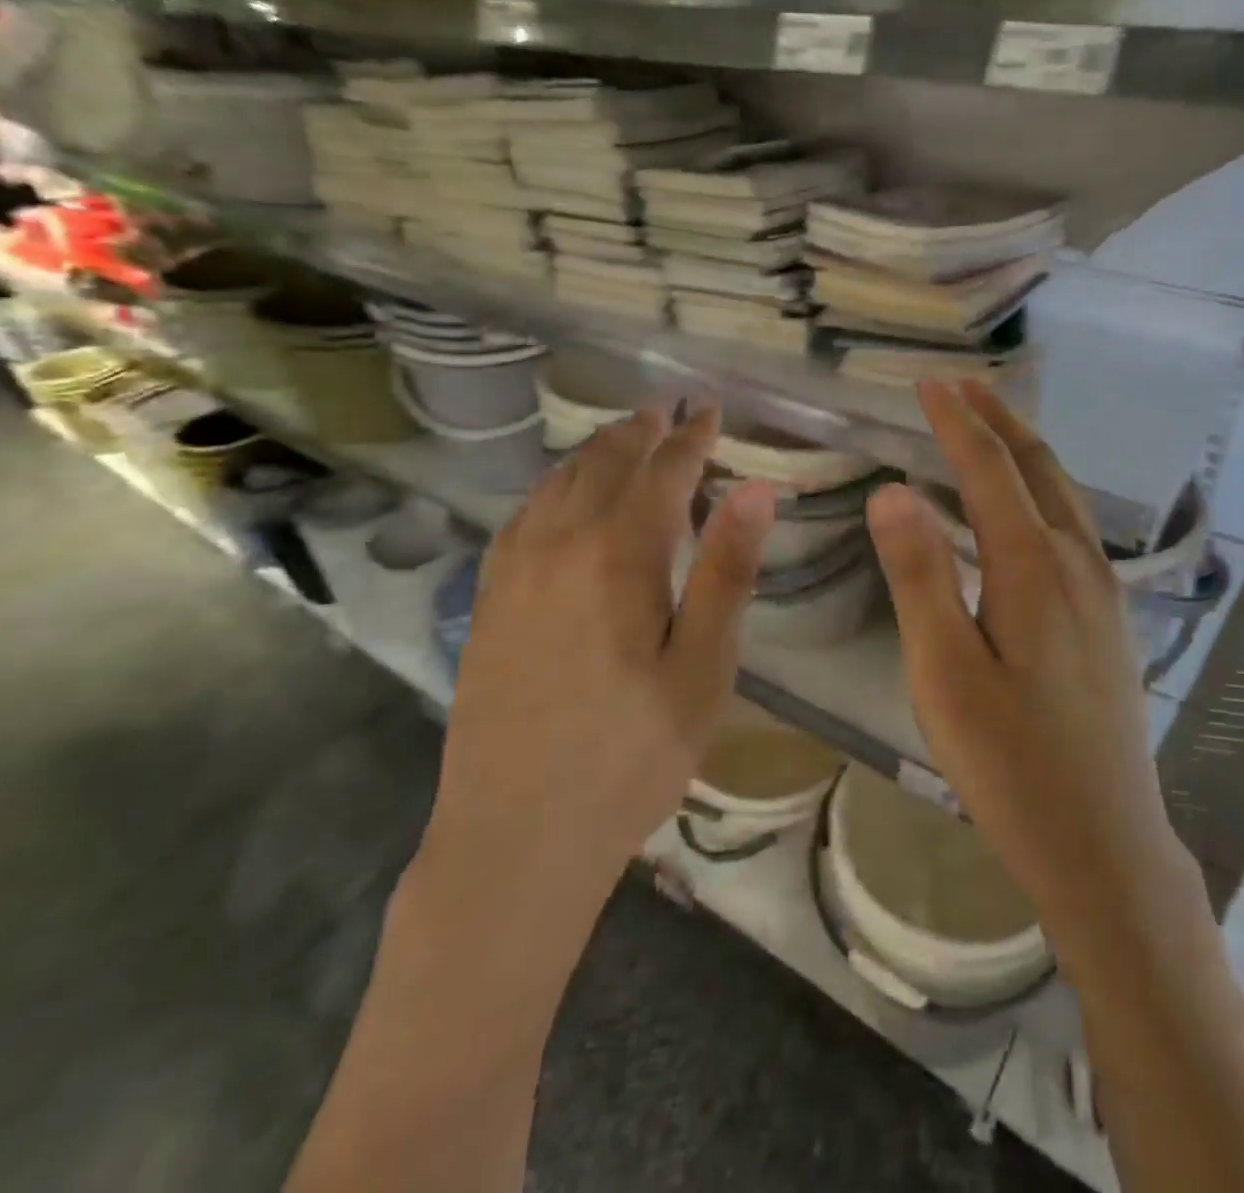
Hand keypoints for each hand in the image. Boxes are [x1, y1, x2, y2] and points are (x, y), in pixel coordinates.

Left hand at [424, 402, 775, 885]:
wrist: (517, 834)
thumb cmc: (631, 755)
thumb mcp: (702, 670)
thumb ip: (727, 573)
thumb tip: (754, 489)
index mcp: (619, 555)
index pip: (663, 472)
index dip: (692, 436)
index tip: (711, 409)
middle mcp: (559, 544)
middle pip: (605, 463)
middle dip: (642, 430)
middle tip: (668, 409)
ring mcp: (514, 570)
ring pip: (557, 482)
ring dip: (597, 451)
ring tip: (624, 436)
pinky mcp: (489, 599)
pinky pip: (523, 515)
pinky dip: (553, 486)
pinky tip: (561, 495)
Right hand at [866, 381, 1187, 946]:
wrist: (1104, 845)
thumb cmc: (1009, 763)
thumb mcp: (944, 672)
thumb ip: (919, 576)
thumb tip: (892, 491)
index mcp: (1034, 568)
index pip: (989, 470)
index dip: (956, 422)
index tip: (926, 383)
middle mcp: (1079, 563)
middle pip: (1039, 467)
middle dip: (997, 419)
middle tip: (959, 386)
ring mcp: (1104, 591)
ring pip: (1064, 494)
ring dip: (1023, 450)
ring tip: (988, 425)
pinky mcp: (1110, 618)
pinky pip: (1074, 525)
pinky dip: (1042, 489)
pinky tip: (1026, 504)